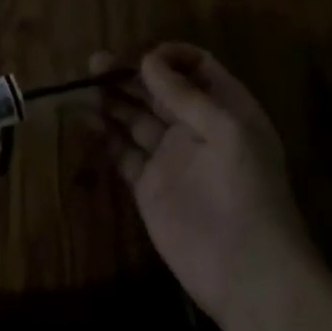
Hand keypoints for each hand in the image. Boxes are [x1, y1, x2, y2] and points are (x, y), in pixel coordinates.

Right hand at [92, 44, 326, 330]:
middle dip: (130, 74)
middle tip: (95, 64)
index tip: (143, 58)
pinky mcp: (149, 186)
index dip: (170, 58)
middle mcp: (196, 127)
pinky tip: (86, 120)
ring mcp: (171, 157)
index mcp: (224, 109)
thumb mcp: (224, 130)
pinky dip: (105, 134)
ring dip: (112, 99)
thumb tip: (148, 60)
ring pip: (136, 116)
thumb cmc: (245, 190)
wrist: (248, 273)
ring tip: (84, 87)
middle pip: (159, 90)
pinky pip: (123, 151)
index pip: (196, 68)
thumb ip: (184, 95)